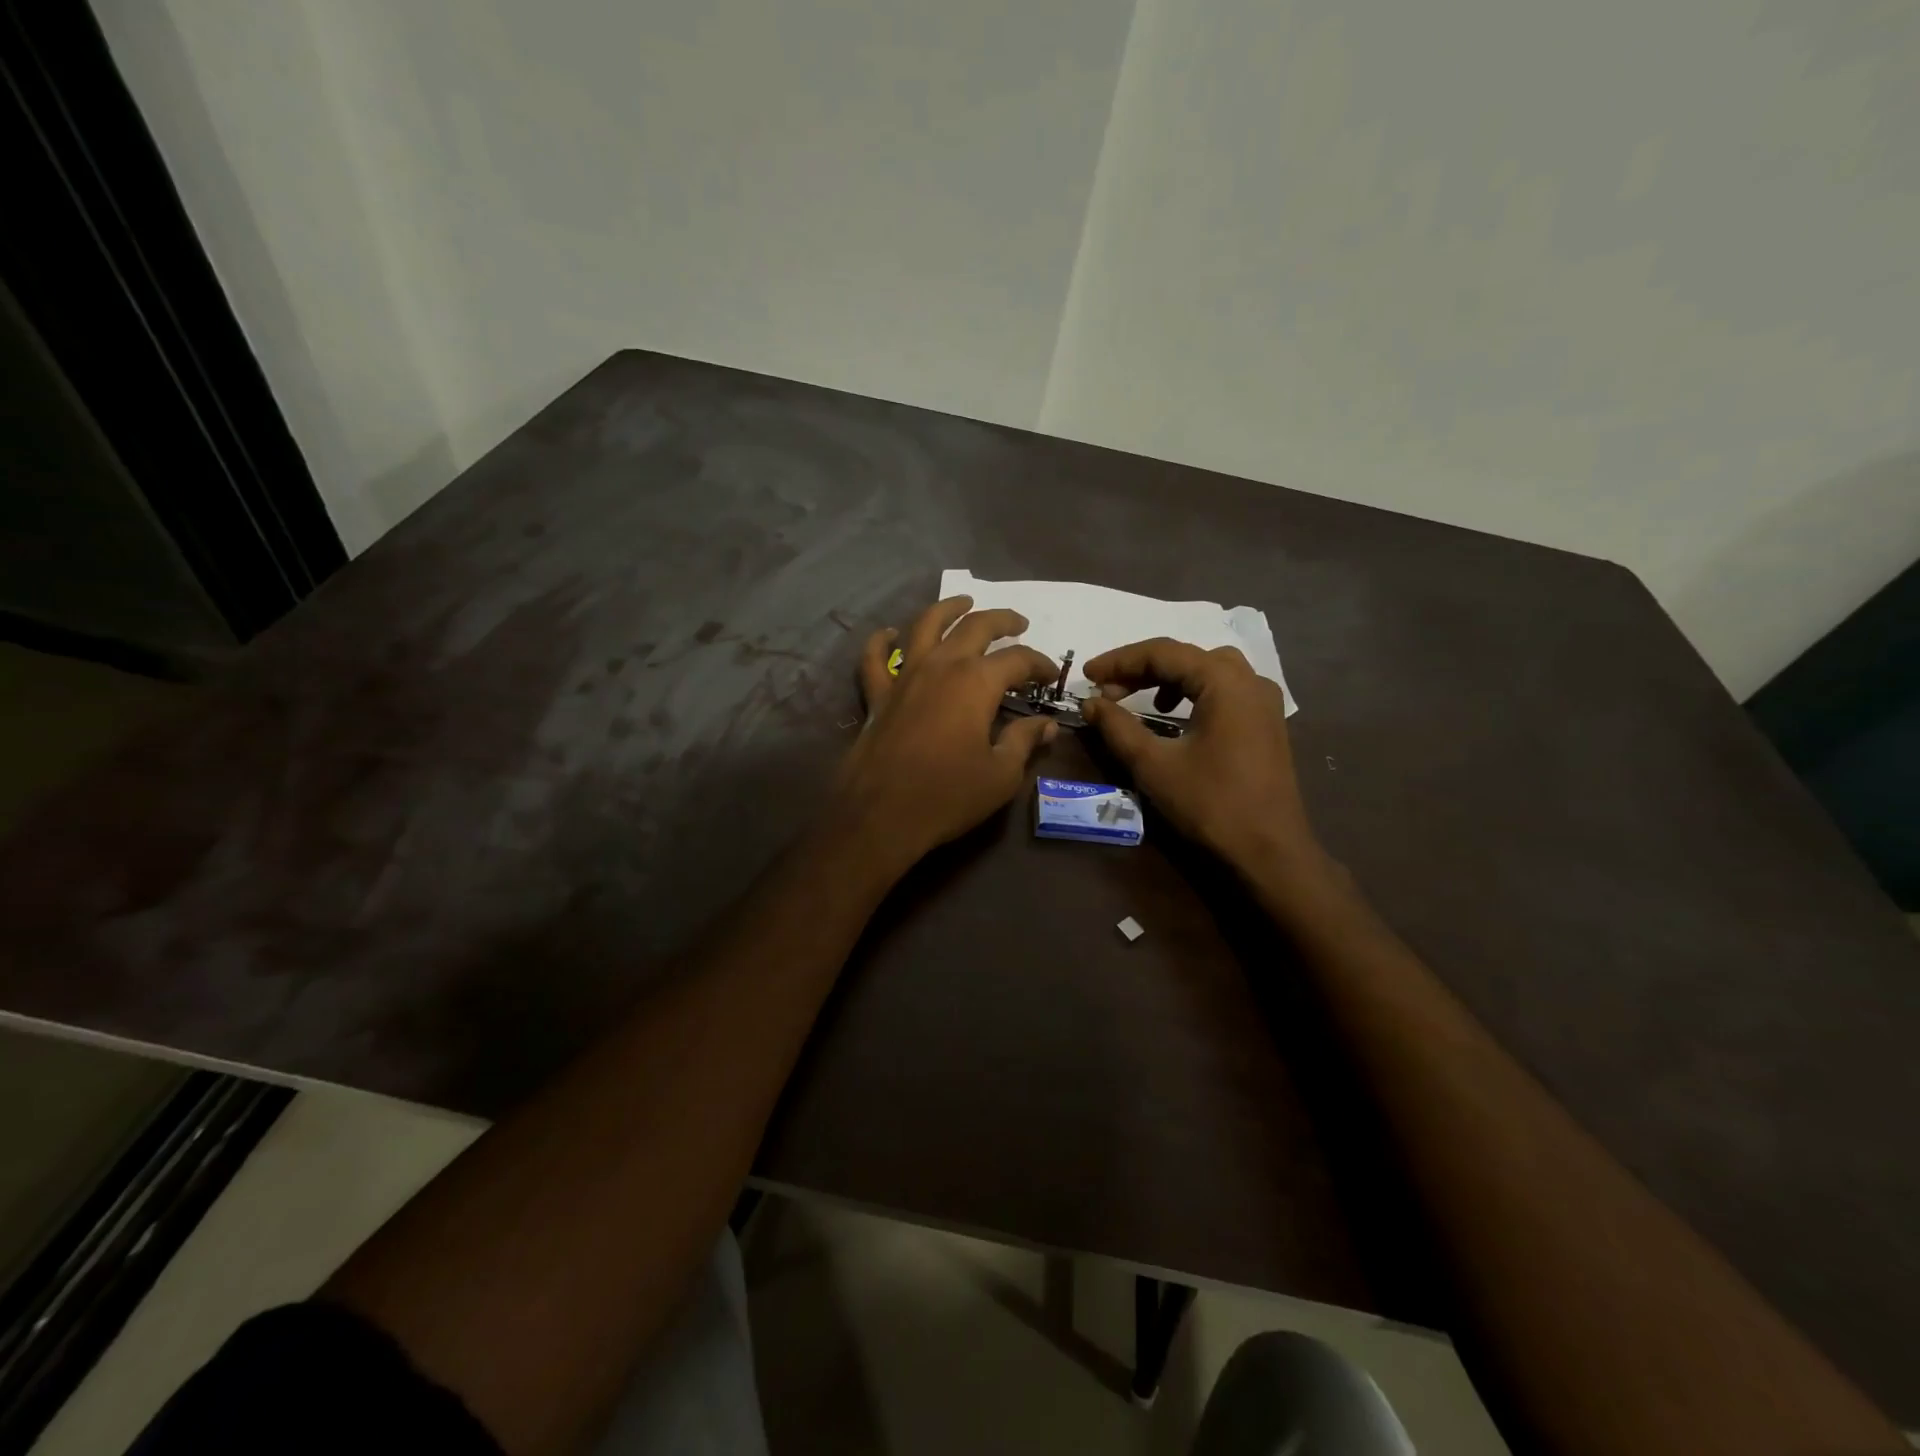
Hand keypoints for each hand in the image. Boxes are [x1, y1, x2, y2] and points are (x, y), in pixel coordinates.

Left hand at [832, 596, 1058, 871]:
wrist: (882, 815)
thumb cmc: (948, 795)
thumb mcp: (1001, 775)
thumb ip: (1024, 742)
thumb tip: (1046, 725)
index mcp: (976, 682)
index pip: (1017, 659)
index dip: (1039, 663)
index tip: (1050, 676)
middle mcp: (941, 666)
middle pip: (974, 626)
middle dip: (1002, 620)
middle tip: (1018, 623)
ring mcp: (904, 676)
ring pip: (925, 626)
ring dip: (947, 608)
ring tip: (963, 601)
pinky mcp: (877, 695)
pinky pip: (875, 658)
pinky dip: (881, 641)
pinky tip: (888, 634)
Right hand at [1080, 639, 1327, 880]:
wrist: (1269, 851)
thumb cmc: (1210, 803)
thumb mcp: (1153, 764)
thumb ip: (1117, 726)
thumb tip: (1090, 702)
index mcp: (1224, 681)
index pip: (1163, 652)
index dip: (1119, 661)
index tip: (1087, 677)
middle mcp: (1250, 680)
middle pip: (1186, 657)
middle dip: (1140, 669)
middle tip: (1105, 690)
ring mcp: (1263, 701)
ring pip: (1206, 670)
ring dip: (1166, 679)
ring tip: (1135, 700)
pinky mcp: (1265, 723)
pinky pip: (1223, 690)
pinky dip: (1191, 693)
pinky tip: (1172, 717)